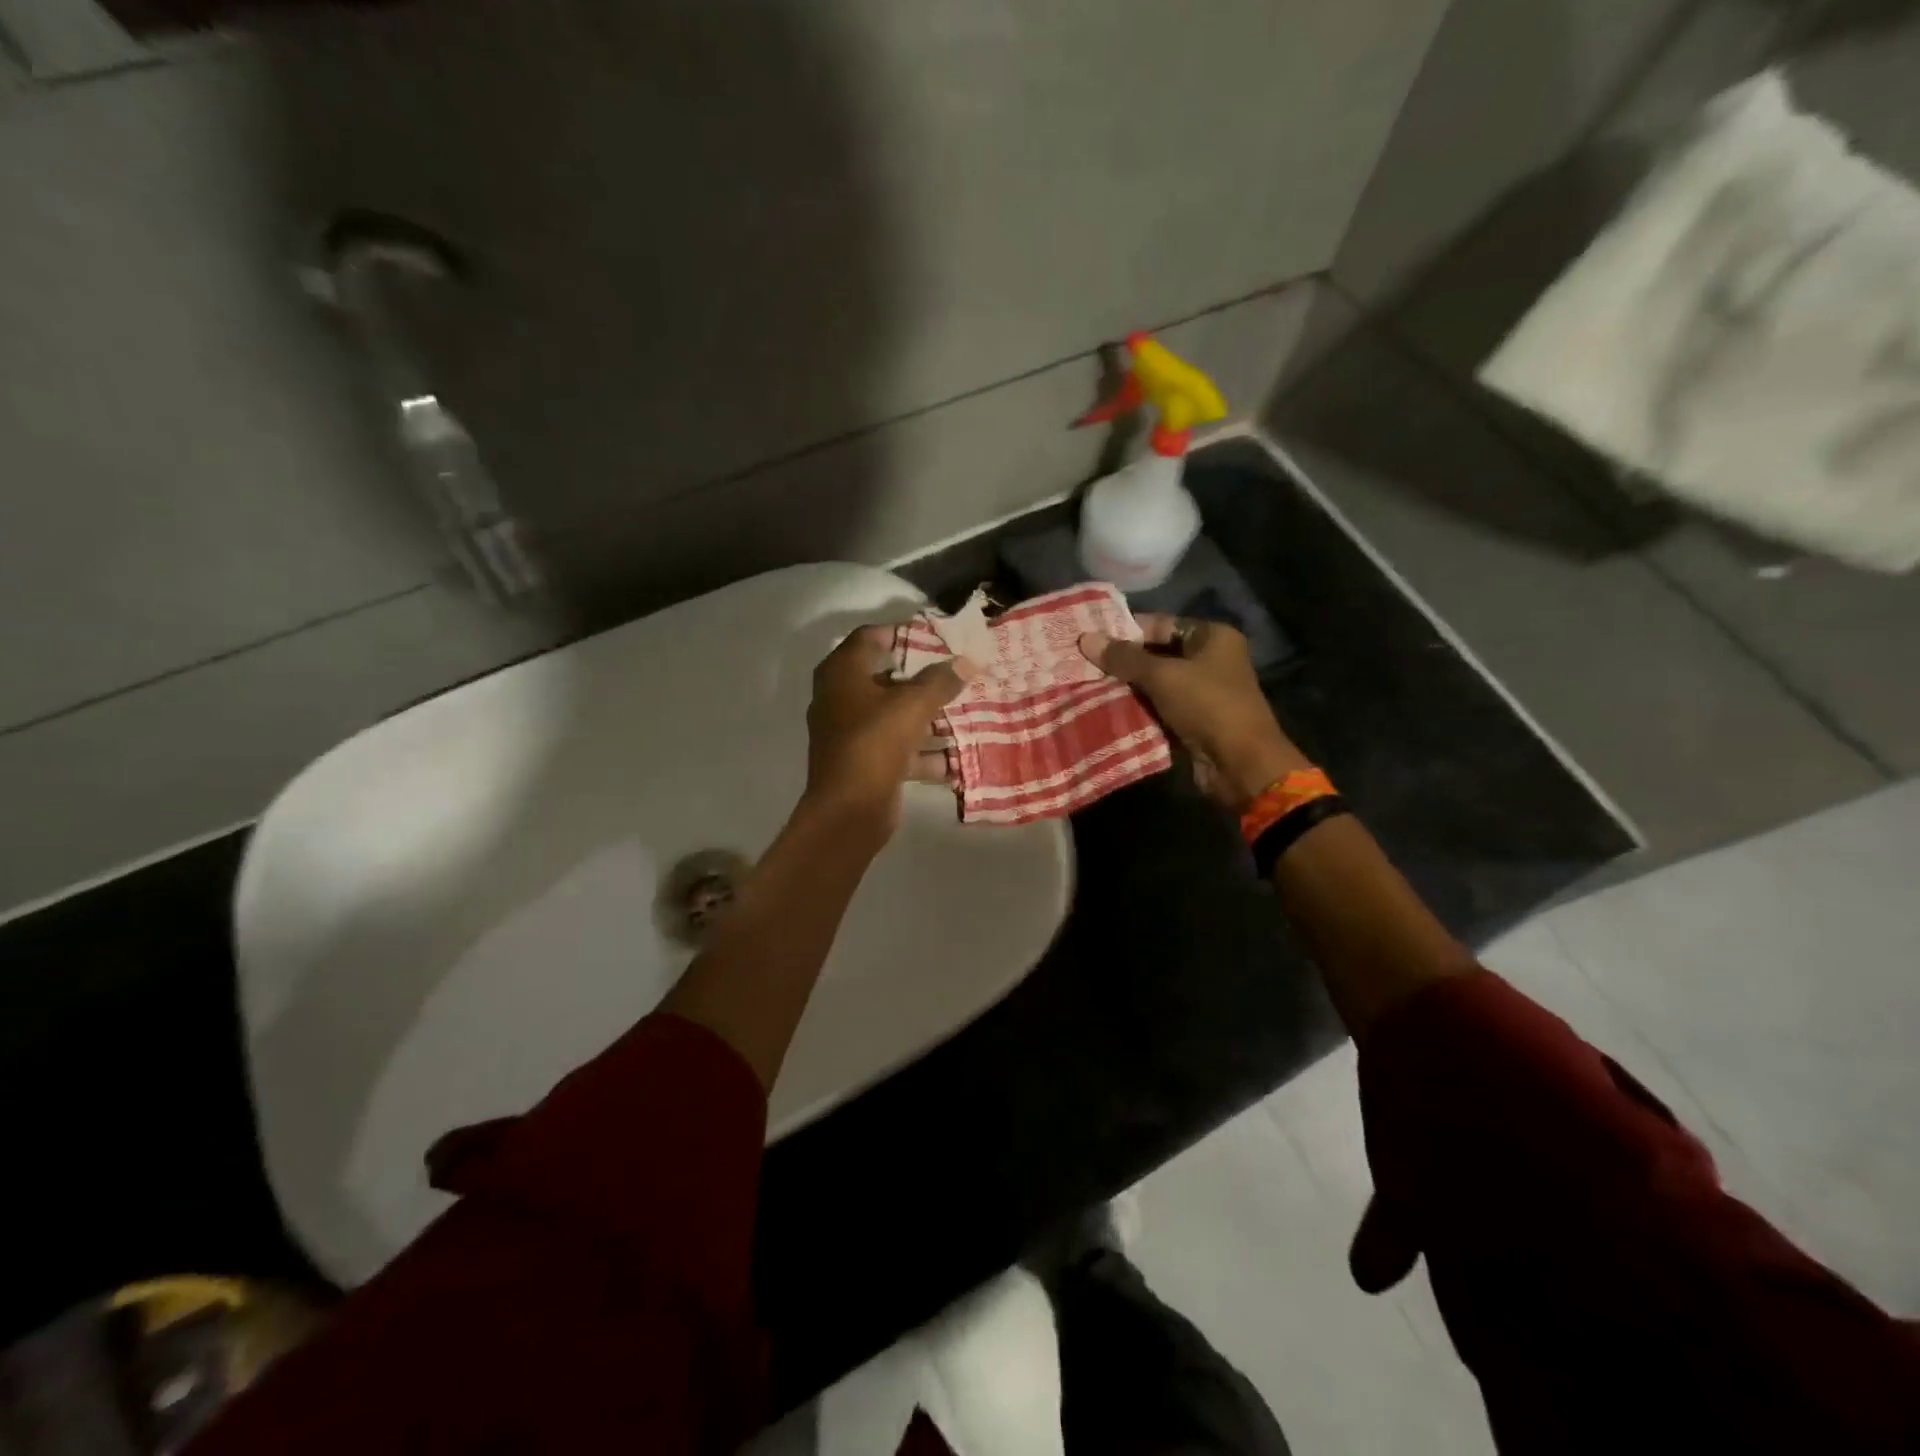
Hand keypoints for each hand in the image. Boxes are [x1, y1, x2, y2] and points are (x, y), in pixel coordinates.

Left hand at [802, 625, 975, 835]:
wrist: (849, 810)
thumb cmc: (874, 743)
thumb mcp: (913, 705)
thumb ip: (941, 681)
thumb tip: (968, 660)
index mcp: (842, 673)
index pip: (871, 637)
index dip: (904, 633)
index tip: (939, 637)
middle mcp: (841, 698)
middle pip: (887, 678)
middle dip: (925, 679)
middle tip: (959, 673)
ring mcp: (852, 732)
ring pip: (896, 716)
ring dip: (930, 717)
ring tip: (967, 711)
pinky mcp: (866, 762)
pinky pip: (900, 748)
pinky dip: (926, 752)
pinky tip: (958, 755)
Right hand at [1080, 615, 1306, 808]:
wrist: (1240, 764)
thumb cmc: (1207, 706)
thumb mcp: (1162, 676)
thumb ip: (1124, 658)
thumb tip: (1086, 639)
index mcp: (1212, 637)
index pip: (1161, 624)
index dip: (1126, 631)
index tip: (1091, 638)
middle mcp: (1210, 659)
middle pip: (1157, 654)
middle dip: (1123, 662)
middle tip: (1084, 663)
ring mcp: (1203, 692)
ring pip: (1156, 683)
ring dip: (1127, 687)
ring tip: (1088, 685)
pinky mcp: (1193, 720)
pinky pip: (1159, 707)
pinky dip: (1138, 709)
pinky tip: (1107, 708)